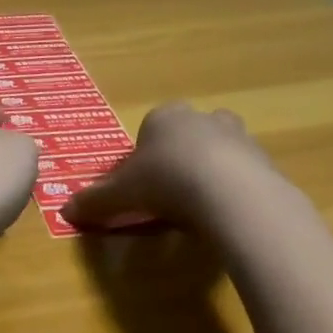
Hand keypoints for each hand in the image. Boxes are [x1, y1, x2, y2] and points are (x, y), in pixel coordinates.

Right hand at [60, 102, 277, 231]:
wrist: (234, 195)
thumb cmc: (168, 181)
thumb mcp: (124, 193)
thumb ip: (97, 201)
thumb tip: (65, 211)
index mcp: (164, 116)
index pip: (150, 128)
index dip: (144, 156)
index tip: (143, 185)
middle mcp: (202, 118)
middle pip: (188, 134)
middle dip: (182, 156)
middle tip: (173, 192)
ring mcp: (239, 137)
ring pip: (221, 150)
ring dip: (212, 171)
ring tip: (202, 207)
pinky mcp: (267, 162)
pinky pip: (247, 174)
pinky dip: (237, 190)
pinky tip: (228, 216)